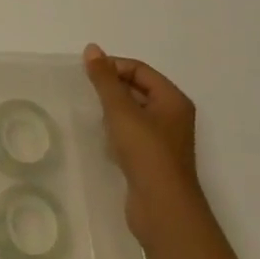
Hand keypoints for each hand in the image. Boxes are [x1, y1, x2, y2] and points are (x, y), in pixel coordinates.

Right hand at [83, 44, 202, 242]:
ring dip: (112, 111)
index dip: (113, 67)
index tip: (87, 75)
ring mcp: (164, 140)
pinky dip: (116, 132)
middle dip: (111, 89)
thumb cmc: (145, 152)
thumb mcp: (121, 110)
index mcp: (172, 99)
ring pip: (133, 113)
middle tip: (87, 93)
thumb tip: (92, 48)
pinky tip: (102, 140)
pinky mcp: (153, 160)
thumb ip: (105, 79)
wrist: (162, 209)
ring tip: (93, 115)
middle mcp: (172, 116)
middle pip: (137, 89)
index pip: (139, 69)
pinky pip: (132, 134)